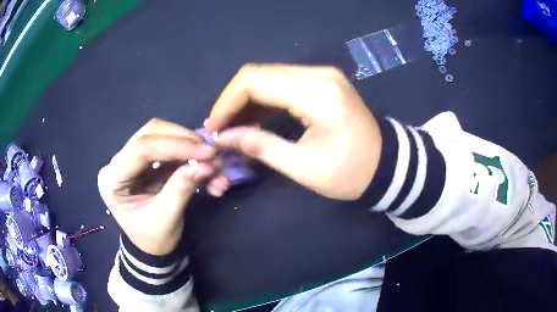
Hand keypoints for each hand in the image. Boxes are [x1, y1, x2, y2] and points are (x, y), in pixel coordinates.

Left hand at [98, 119, 228, 254]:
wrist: (150, 247)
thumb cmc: (152, 239)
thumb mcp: (166, 220)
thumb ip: (180, 190)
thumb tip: (205, 165)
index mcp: (113, 179)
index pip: (141, 149)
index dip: (176, 146)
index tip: (208, 153)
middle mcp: (119, 162)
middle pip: (152, 133)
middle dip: (186, 141)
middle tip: (213, 157)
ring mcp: (133, 159)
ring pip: (164, 135)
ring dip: (193, 149)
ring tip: (216, 169)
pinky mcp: (149, 161)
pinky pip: (173, 149)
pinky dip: (193, 158)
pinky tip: (210, 174)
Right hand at [205, 64, 381, 199]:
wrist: (386, 165)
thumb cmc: (351, 173)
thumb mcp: (304, 167)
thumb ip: (261, 146)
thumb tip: (224, 136)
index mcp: (317, 94)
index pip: (256, 81)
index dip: (227, 102)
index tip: (213, 127)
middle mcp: (319, 74)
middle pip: (259, 73)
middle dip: (232, 100)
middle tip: (219, 128)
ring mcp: (322, 75)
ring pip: (269, 75)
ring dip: (246, 99)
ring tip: (231, 126)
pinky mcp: (322, 81)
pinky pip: (283, 82)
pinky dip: (263, 98)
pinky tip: (252, 117)